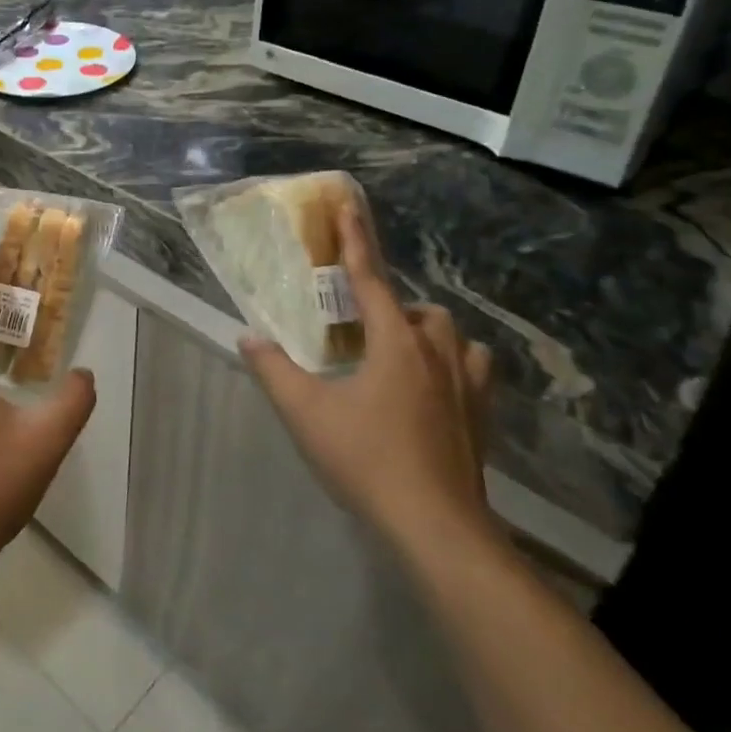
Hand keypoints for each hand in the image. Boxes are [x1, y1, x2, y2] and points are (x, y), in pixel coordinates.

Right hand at [239, 196, 495, 553]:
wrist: (435, 527)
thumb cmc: (366, 459)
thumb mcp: (305, 413)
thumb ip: (273, 370)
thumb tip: (248, 337)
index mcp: (395, 343)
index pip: (369, 278)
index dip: (355, 239)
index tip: (349, 204)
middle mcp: (436, 353)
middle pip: (416, 309)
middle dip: (389, 307)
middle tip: (358, 330)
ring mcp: (466, 386)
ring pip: (451, 336)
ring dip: (424, 333)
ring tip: (397, 353)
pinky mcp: (482, 417)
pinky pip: (471, 370)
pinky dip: (451, 365)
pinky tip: (431, 390)